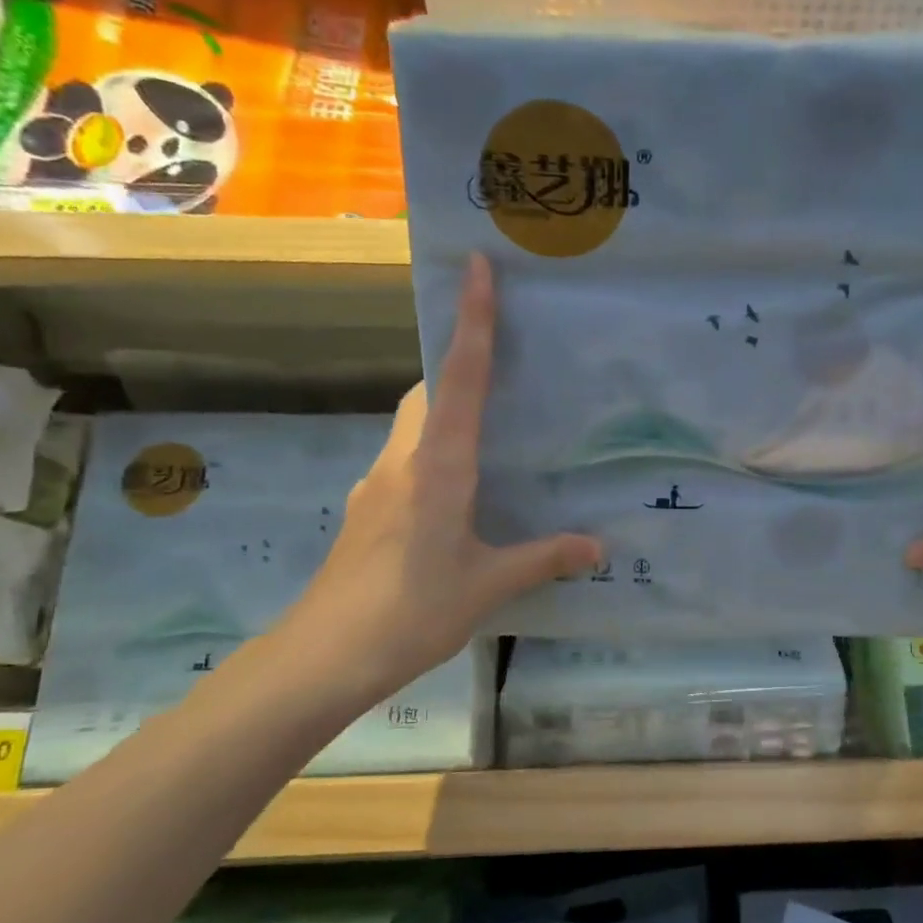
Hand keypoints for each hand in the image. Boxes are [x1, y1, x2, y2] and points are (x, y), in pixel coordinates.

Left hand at [275, 253, 601, 700]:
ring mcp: (379, 484)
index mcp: (440, 466)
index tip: (477, 266)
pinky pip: (408, 458)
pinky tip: (459, 491)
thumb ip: (543, 559)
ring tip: (493, 427)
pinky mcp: (369, 509)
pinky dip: (434, 450)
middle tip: (506, 362)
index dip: (473, 320)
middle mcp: (405, 461)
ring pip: (414, 424)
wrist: (324, 656)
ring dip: (446, 408)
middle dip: (459, 362)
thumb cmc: (411, 611)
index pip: (461, 378)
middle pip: (429, 390)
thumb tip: (598, 546)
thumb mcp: (488, 585)